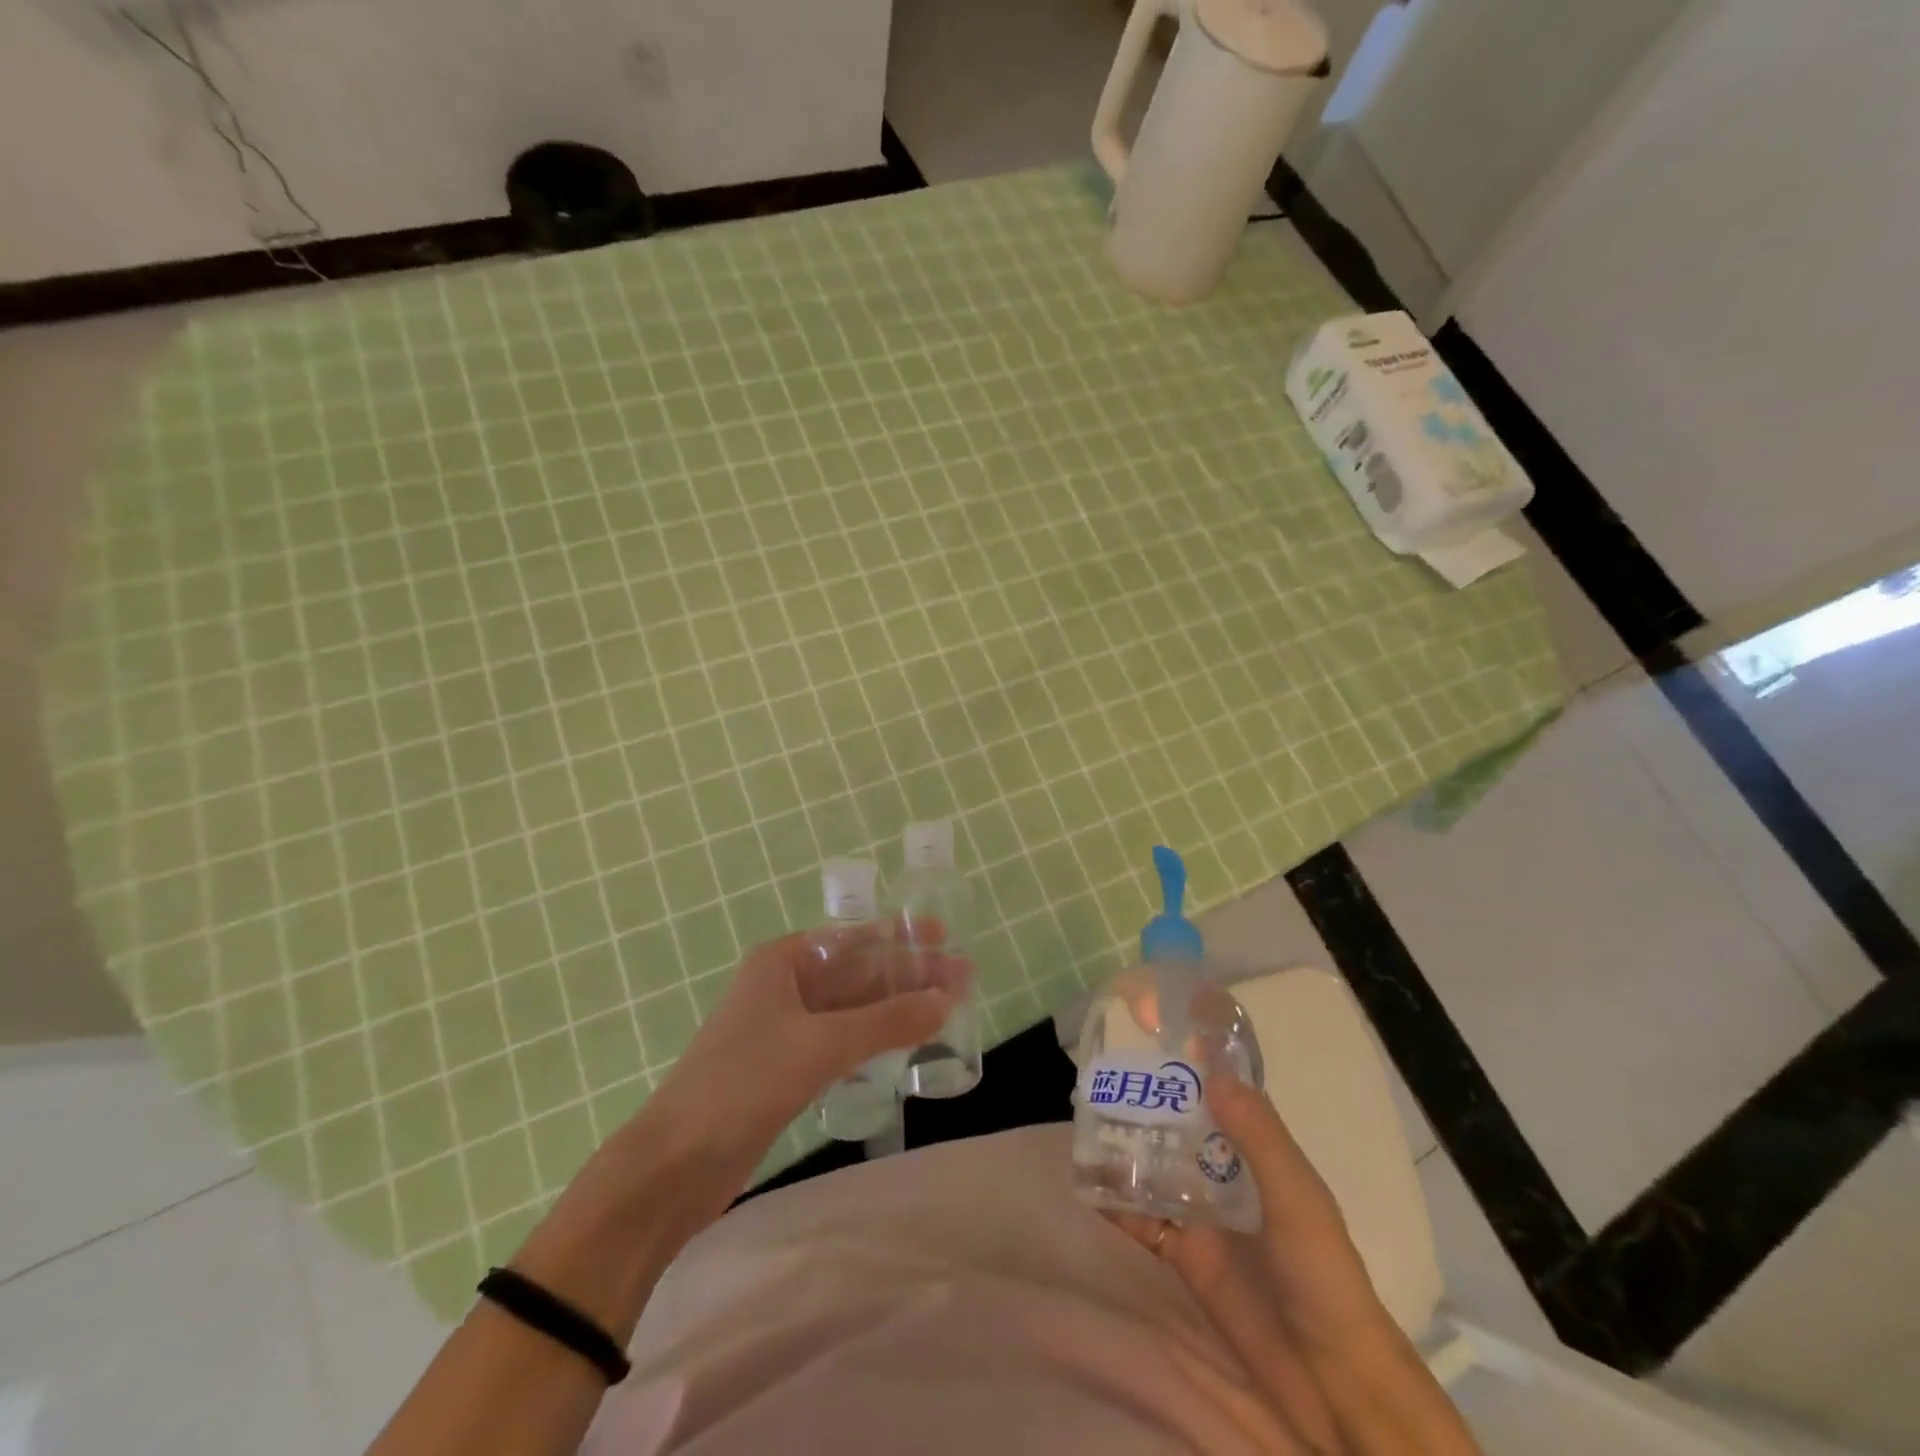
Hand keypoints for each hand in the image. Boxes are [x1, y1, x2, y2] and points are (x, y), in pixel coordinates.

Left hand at [648, 926, 969, 1160]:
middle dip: (907, 975)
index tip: (943, 936)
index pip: (853, 939)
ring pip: (852, 1009)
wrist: (675, 1165)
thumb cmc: (743, 1083)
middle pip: (857, 973)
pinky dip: (874, 1039)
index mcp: (782, 961)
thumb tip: (946, 1000)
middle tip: (961, 978)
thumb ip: (886, 1022)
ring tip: (945, 1009)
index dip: (900, 937)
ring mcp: (785, 1028)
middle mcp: (784, 985)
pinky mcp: (787, 1067)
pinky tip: (905, 1044)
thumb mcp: (820, 1045)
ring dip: (895, 1008)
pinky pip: (842, 1041)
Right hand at [1106, 1074, 1477, 1455]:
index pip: (1220, 1085)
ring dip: (1122, 1142)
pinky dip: (1115, 1200)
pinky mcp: (1181, 1251)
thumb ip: (1259, 1137)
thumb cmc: (1322, 1275)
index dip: (1191, 1051)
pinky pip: (1140, 1217)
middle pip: (1176, 1118)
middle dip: (1143, 1094)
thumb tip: (1213, 1072)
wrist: (1329, 1380)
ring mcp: (1199, 1209)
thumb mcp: (1298, 1198)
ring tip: (1082, 1115)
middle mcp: (1223, 1169)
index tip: (1153, 1018)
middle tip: (1099, 1067)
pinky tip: (1087, 1182)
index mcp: (1255, 1147)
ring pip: (1152, 1162)